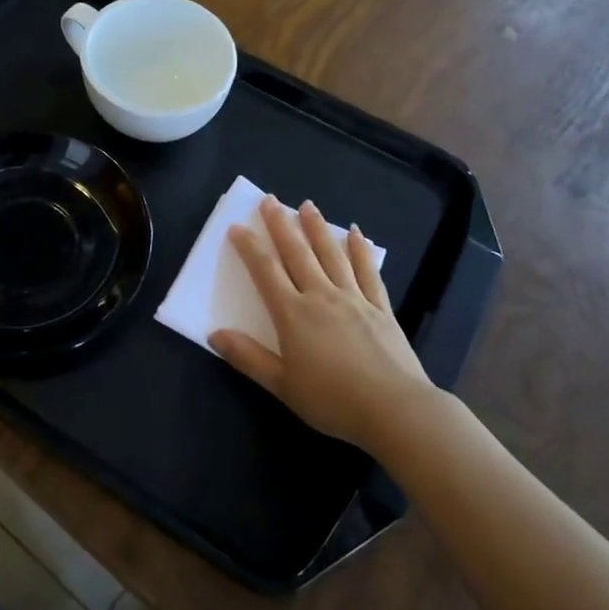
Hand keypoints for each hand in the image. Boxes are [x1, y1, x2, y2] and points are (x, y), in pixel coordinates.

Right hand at [210, 197, 434, 451]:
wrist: (394, 409)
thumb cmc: (332, 400)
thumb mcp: (282, 385)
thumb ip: (248, 357)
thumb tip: (214, 334)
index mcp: (293, 314)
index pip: (266, 271)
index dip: (250, 247)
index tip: (238, 226)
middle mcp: (321, 296)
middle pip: (298, 254)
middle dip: (281, 225)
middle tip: (270, 200)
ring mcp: (354, 298)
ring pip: (331, 254)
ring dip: (317, 228)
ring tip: (307, 205)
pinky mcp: (380, 307)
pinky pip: (367, 271)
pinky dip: (360, 250)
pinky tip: (356, 233)